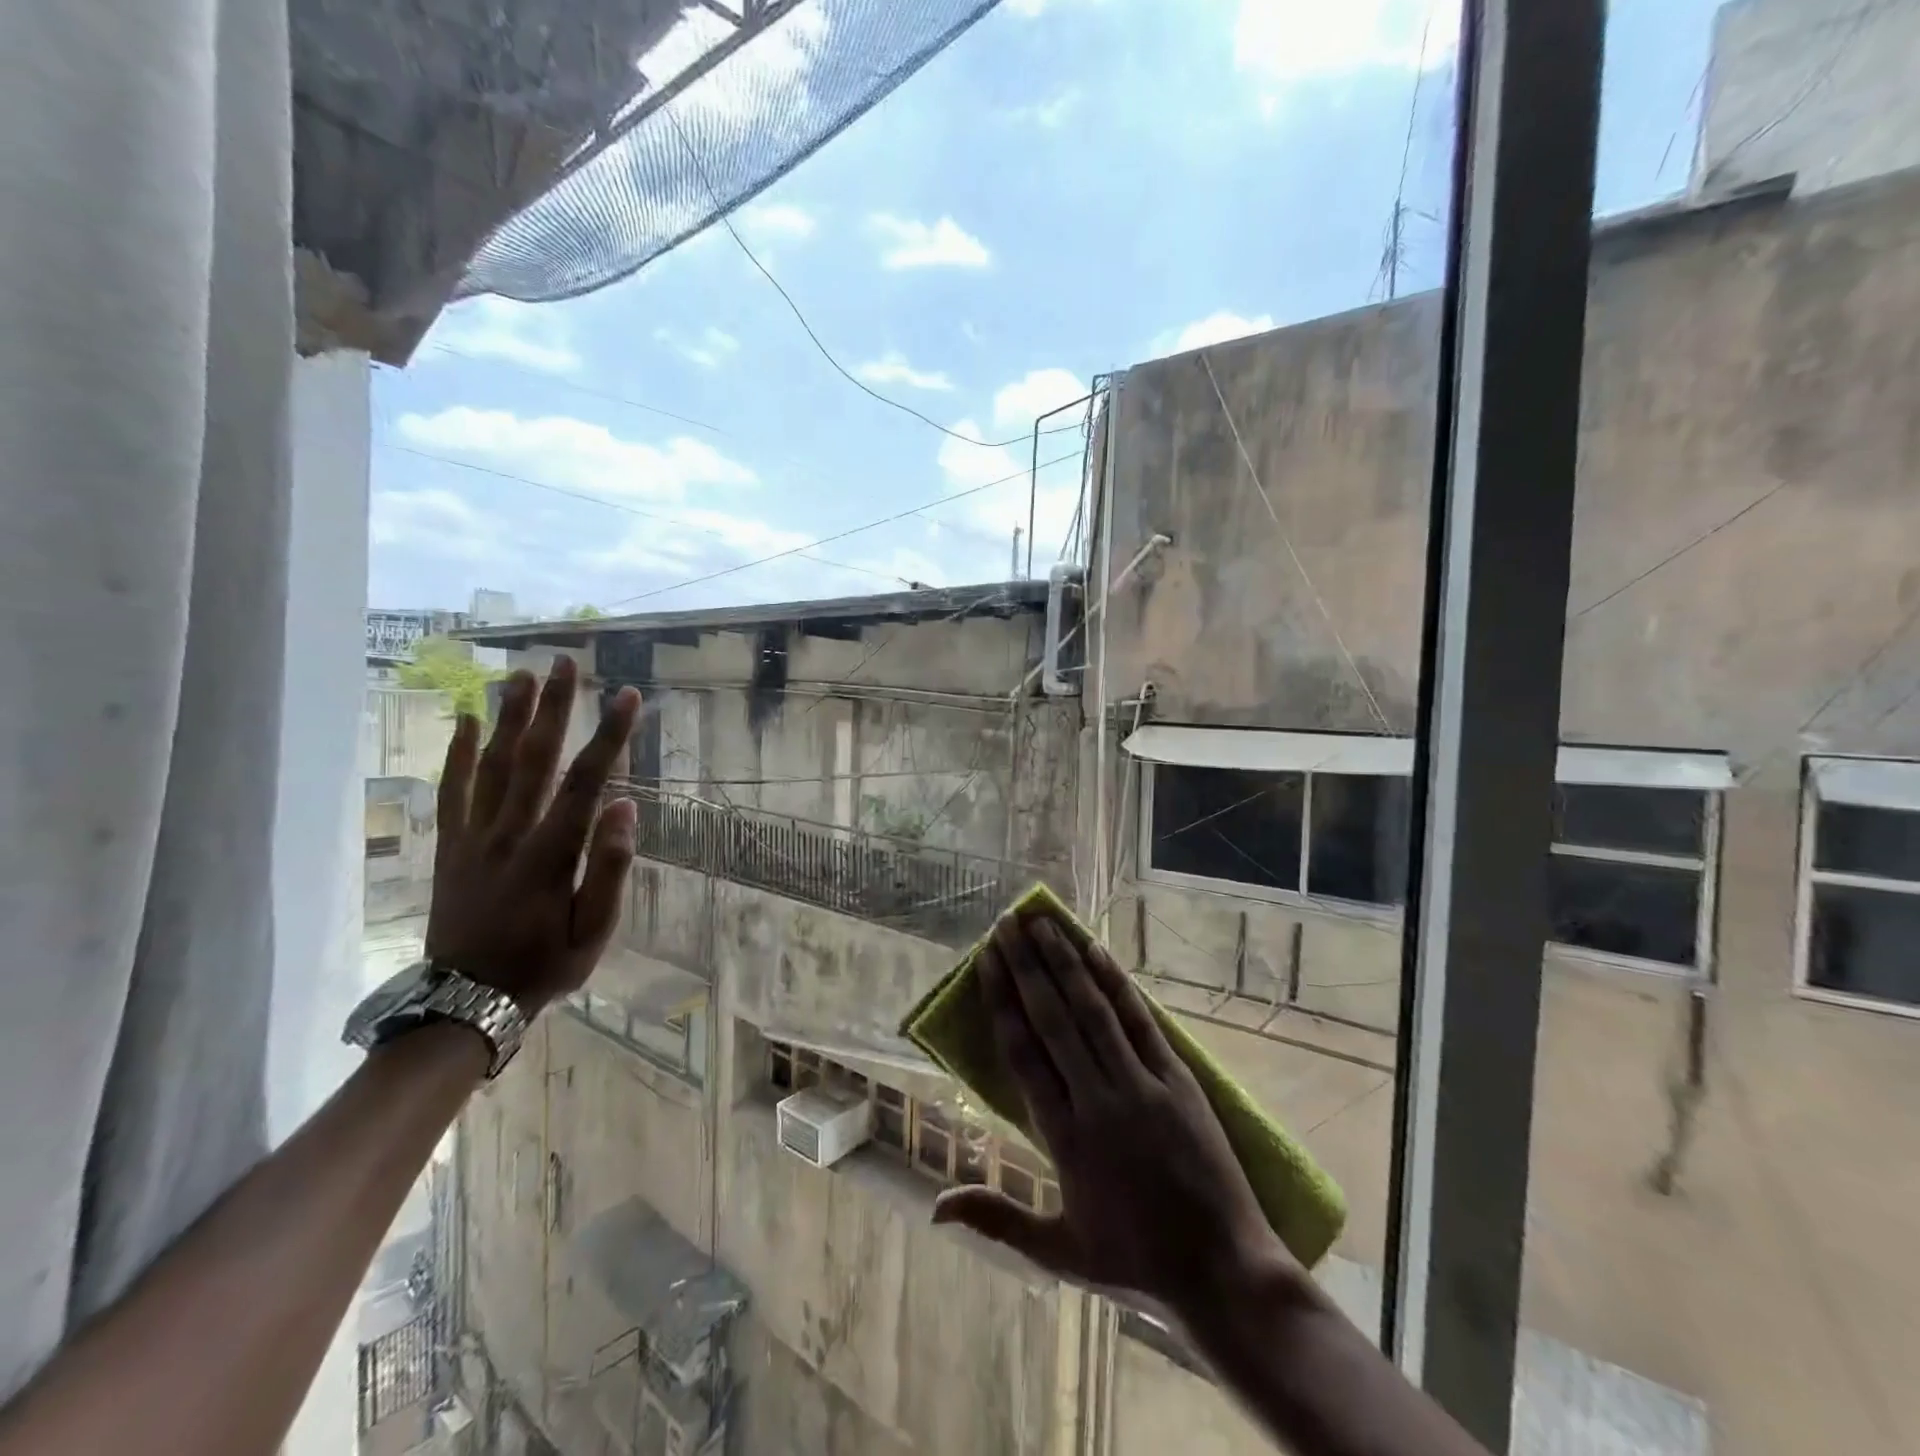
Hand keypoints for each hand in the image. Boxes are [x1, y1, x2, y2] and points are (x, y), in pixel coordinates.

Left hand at [426, 655, 641, 1015]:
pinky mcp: (450, 847)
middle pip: (533, 759)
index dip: (609, 736)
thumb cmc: (543, 967)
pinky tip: (461, 720)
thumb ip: (610, 870)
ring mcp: (473, 838)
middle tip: (564, 662)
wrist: (464, 1004)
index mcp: (551, 855)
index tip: (627, 696)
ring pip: (491, 765)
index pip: (586, 782)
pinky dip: (456, 753)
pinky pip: (451, 791)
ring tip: (519, 675)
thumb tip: (626, 808)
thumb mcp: (593, 933)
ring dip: (507, 718)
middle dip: (553, 708)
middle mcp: (509, 834)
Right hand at [933, 908, 1303, 1321]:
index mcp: (1066, 1139)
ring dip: (1065, 962)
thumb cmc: (1136, 1261)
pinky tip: (1097, 951)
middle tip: (1006, 923)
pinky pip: (1141, 1022)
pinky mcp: (1179, 1078)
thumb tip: (935, 1206)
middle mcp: (1099, 1100)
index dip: (1002, 1001)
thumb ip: (997, 1219)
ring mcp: (1142, 1085)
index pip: (1024, 1054)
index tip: (986, 960)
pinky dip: (1117, 984)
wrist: (1225, 1272)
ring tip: (1042, 923)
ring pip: (1093, 1011)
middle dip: (1026, 966)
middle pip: (1054, 1020)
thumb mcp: (1060, 1251)